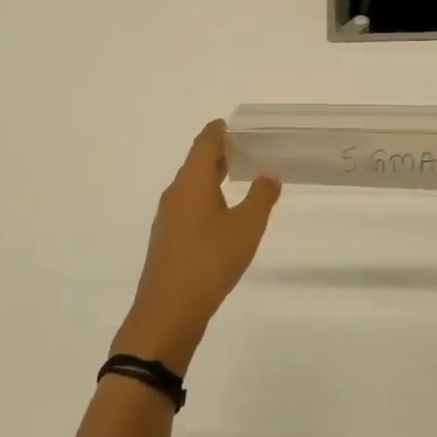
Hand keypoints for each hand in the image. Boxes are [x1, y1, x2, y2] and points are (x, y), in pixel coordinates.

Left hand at [113, 120, 280, 373]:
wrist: (168, 312)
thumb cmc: (210, 262)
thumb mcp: (246, 228)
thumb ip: (261, 197)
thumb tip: (268, 175)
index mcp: (192, 182)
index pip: (205, 143)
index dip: (219, 130)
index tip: (234, 124)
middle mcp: (176, 193)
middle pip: (196, 162)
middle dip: (219, 152)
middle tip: (246, 148)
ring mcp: (168, 217)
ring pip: (191, 185)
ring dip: (212, 176)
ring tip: (239, 177)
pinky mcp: (168, 239)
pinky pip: (188, 205)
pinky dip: (206, 197)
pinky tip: (223, 213)